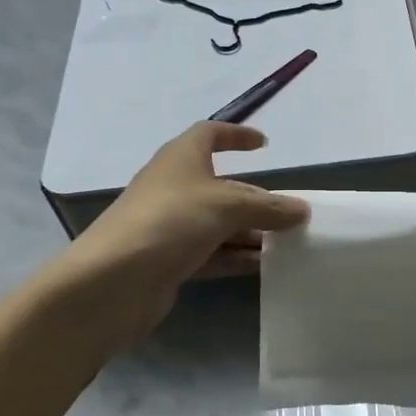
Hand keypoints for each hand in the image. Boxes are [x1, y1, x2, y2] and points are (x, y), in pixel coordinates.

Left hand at [62, 123, 308, 340]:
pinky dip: (235, 256)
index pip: (211, 134)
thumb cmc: (170, 221)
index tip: (264, 145)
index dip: (237, 136)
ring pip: (218, 223)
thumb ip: (268, 207)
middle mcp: (174, 187)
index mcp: (182, 158)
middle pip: (222, 186)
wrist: (113, 280)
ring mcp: (170, 225)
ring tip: (286, 244)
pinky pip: (210, 252)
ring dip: (250, 231)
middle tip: (291, 215)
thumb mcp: (227, 206)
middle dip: (256, 199)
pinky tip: (263, 266)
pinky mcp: (169, 259)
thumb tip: (302, 210)